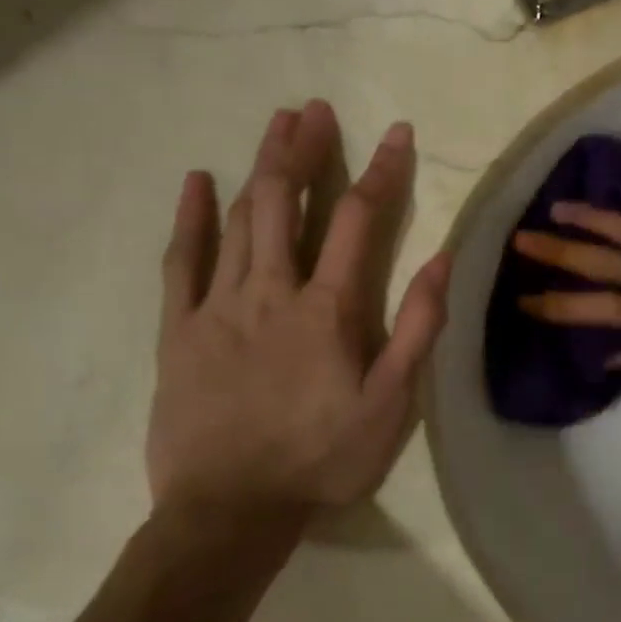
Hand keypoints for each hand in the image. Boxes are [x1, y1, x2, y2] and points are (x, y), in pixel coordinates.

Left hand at [146, 101, 450, 535]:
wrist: (229, 511)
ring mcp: (218, 306)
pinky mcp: (179, 330)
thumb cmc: (321, 459)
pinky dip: (191, 218)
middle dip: (305, 150)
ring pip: (240, 220)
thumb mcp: (391, 404)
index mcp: (328, 308)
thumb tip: (441, 261)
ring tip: (275, 124)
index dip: (382, 171)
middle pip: (287, 203)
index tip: (397, 132)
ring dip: (260, 167)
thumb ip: (416, 329)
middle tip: (315, 109)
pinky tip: (197, 182)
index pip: (358, 220)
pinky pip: (182, 262)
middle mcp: (272, 291)